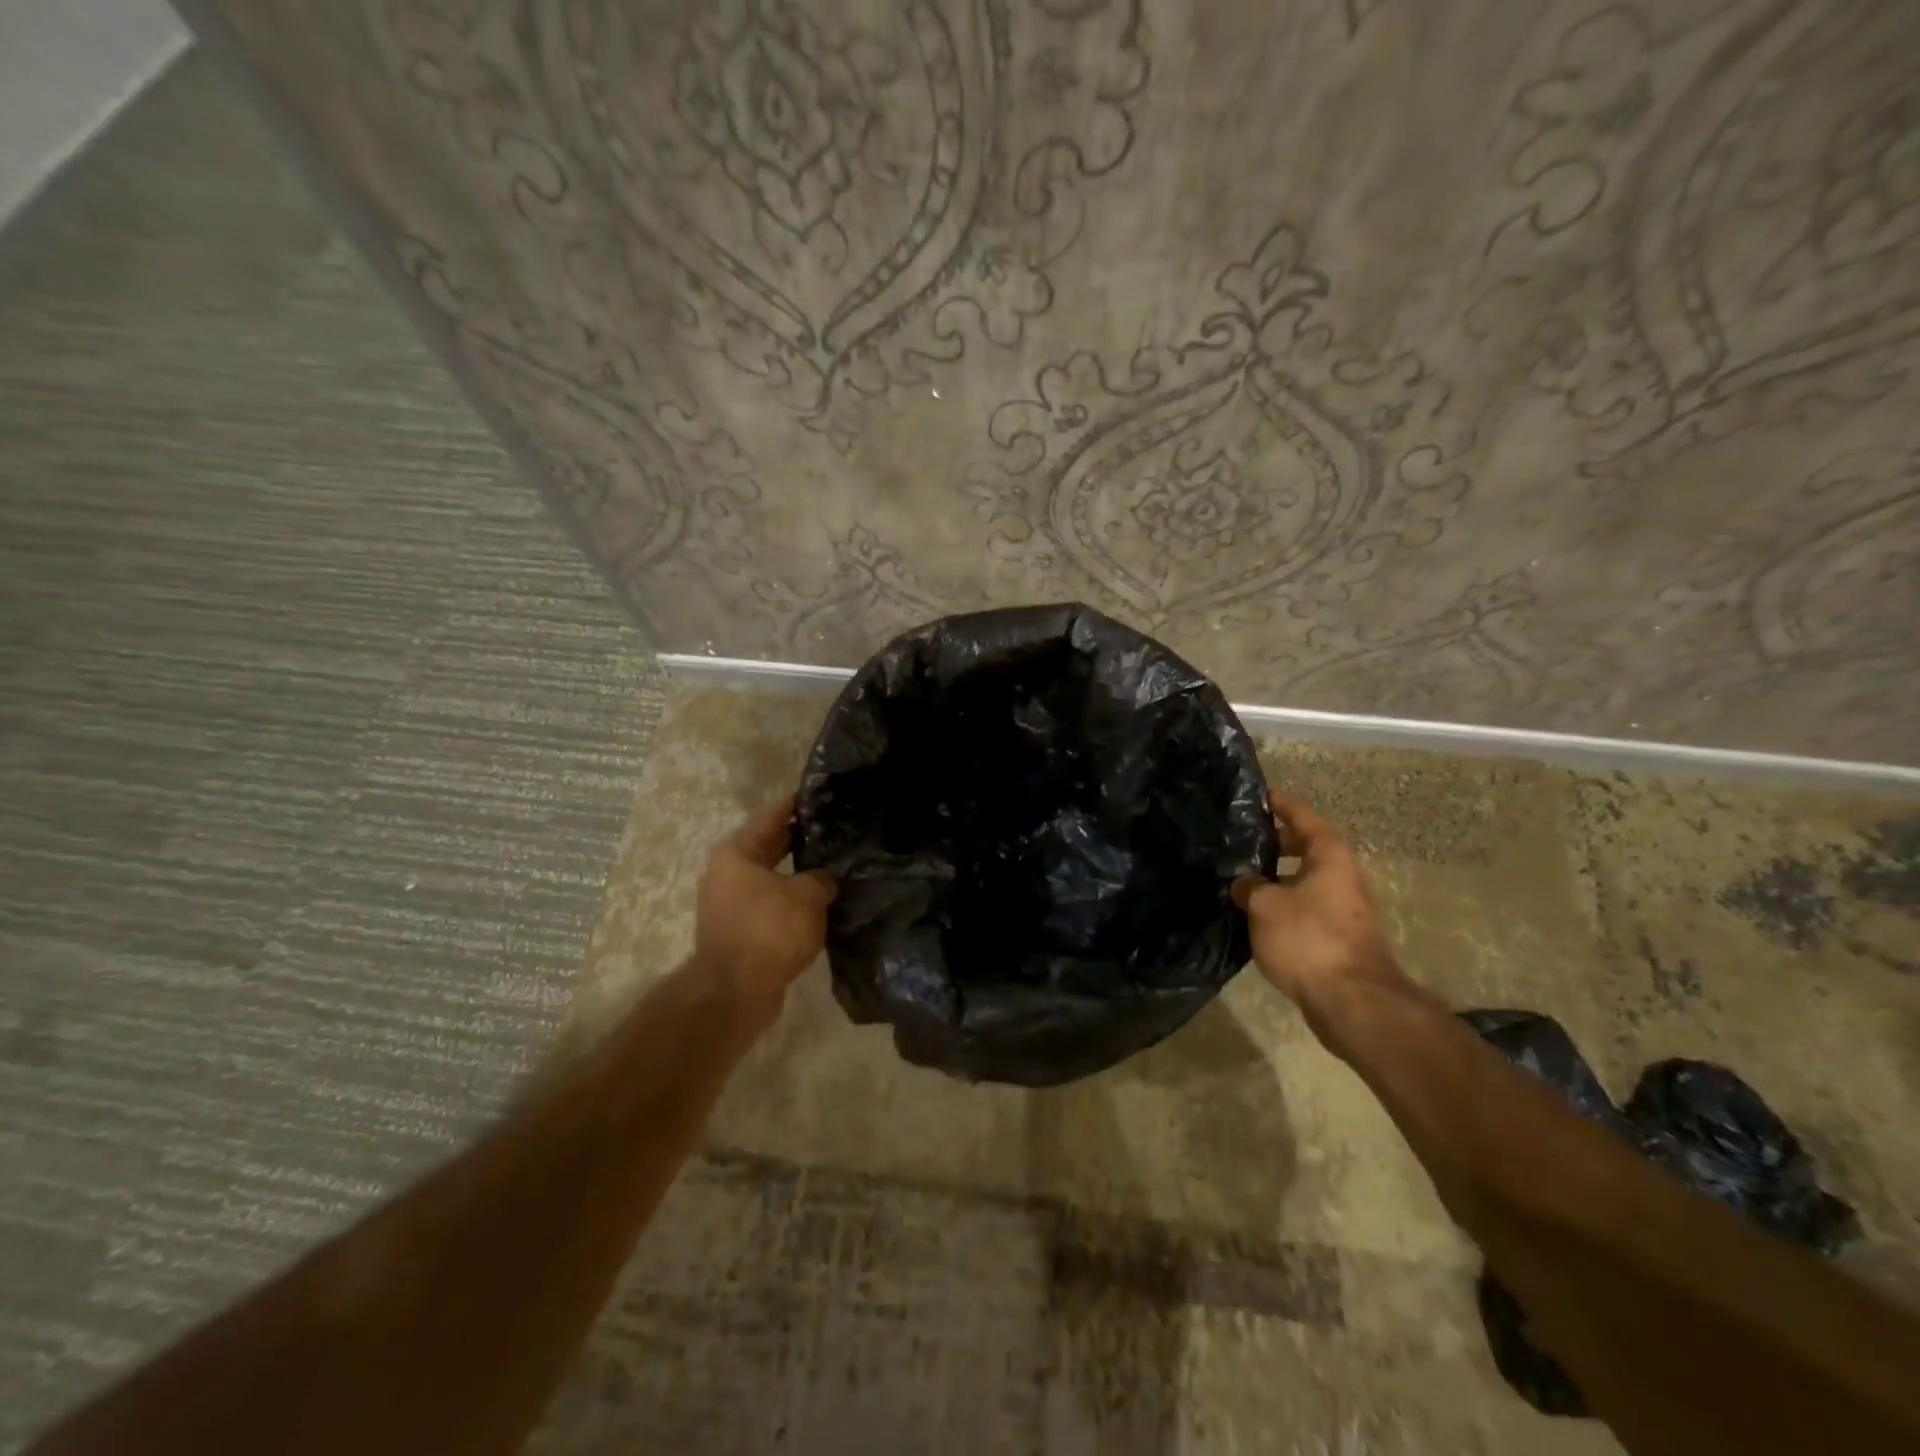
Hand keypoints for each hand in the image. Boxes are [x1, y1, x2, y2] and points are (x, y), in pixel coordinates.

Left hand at [694, 797, 836, 1026]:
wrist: (736, 990)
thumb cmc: (770, 929)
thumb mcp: (807, 895)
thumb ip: (821, 879)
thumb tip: (823, 881)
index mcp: (737, 853)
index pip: (772, 816)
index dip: (796, 804)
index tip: (819, 794)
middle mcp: (727, 873)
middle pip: (769, 847)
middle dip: (799, 839)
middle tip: (833, 829)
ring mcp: (730, 904)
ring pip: (772, 879)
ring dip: (797, 874)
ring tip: (832, 866)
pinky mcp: (738, 932)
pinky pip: (771, 906)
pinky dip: (791, 902)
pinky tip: (819, 902)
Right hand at [1233, 792, 1399, 1007]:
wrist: (1352, 1001)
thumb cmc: (1308, 938)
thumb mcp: (1264, 905)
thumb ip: (1249, 886)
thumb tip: (1244, 883)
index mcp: (1329, 857)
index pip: (1304, 817)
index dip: (1282, 805)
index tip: (1261, 795)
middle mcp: (1342, 876)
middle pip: (1308, 848)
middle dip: (1277, 842)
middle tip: (1244, 840)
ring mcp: (1344, 909)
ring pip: (1306, 880)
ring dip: (1278, 877)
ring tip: (1242, 879)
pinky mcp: (1339, 937)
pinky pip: (1306, 907)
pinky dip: (1284, 903)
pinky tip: (1257, 915)